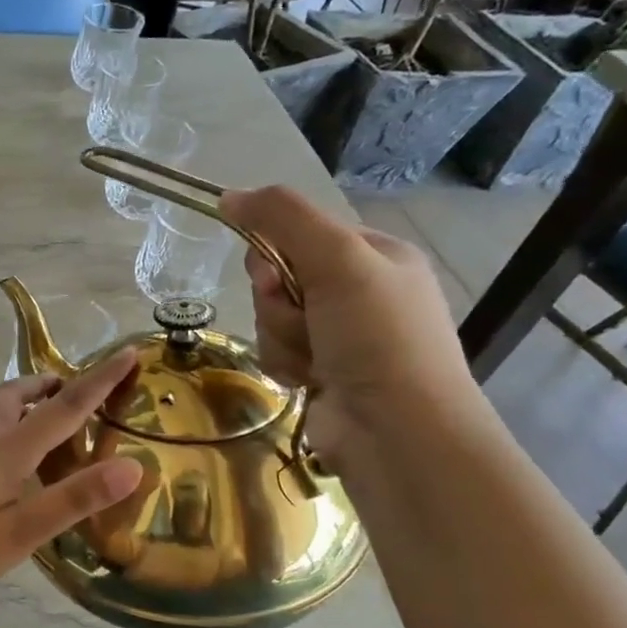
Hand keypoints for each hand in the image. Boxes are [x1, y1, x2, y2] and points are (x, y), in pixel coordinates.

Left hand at [0, 349, 143, 619]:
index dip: (100, 380)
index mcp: (5, 450)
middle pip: (18, 395)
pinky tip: (1, 457)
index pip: (64, 407)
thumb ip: (71, 500)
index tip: (128, 352)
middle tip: (76, 389)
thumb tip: (133, 466)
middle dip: (51, 385)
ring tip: (44, 416)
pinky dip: (3, 425)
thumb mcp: (16, 535)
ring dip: (24, 402)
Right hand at [220, 186, 486, 473]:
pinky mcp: (323, 371)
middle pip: (280, 275)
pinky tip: (307, 380)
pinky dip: (284, 363)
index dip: (275, 251)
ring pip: (273, 316)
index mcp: (376, 255)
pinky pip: (277, 350)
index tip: (275, 274)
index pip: (301, 232)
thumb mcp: (337, 259)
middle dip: (278, 300)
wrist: (398, 433)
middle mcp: (360, 291)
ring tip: (312, 359)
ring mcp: (342, 335)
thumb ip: (283, 218)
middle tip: (302, 318)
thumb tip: (228, 195)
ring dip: (281, 335)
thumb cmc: (377, 337)